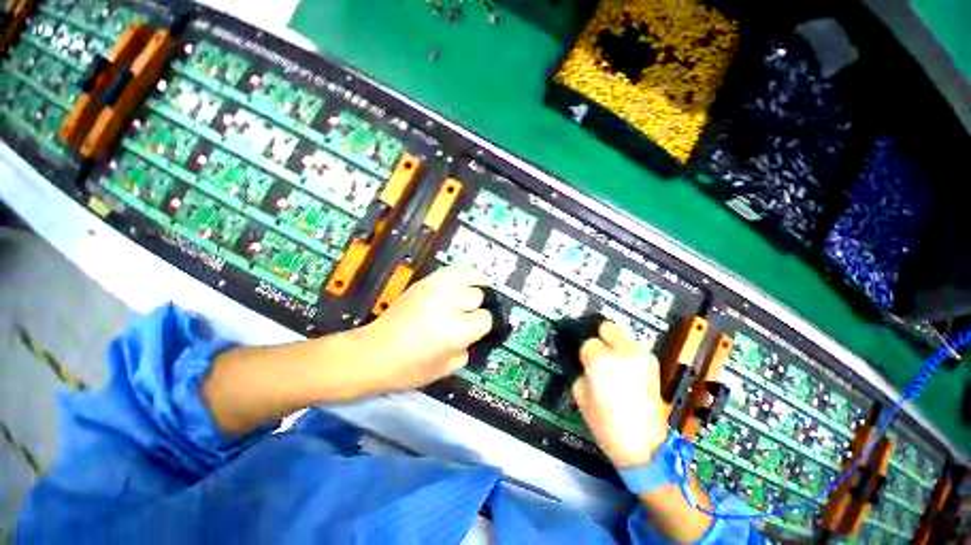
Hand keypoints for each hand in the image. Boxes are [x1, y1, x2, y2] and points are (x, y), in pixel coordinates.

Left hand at [354, 266, 493, 392]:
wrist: (373, 354)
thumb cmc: (409, 369)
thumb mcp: (448, 368)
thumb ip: (469, 348)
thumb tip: (477, 334)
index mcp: (455, 331)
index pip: (486, 319)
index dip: (485, 326)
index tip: (480, 330)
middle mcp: (447, 305)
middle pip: (479, 295)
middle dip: (478, 307)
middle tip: (471, 316)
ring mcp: (434, 289)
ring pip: (470, 276)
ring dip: (476, 286)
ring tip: (475, 293)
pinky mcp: (424, 282)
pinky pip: (452, 270)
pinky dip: (462, 275)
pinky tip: (462, 284)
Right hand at [572, 321, 668, 467]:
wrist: (645, 447)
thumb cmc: (606, 425)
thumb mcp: (581, 397)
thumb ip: (582, 372)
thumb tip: (586, 363)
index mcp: (602, 361)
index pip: (588, 343)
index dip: (585, 355)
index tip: (586, 365)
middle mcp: (624, 352)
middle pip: (607, 327)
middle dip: (600, 338)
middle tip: (597, 355)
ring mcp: (642, 357)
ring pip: (622, 336)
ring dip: (614, 346)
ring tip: (613, 367)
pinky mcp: (654, 365)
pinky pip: (634, 350)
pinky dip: (627, 355)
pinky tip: (626, 373)